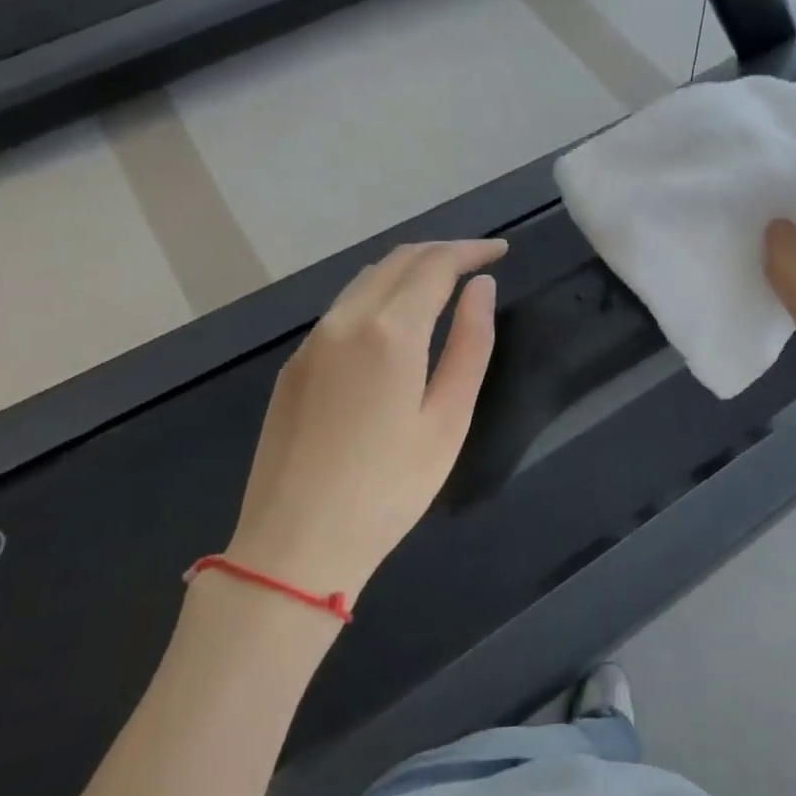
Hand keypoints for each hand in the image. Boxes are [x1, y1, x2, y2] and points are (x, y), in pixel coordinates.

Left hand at [226, 240, 506, 601]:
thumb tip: (481, 288)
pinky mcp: (294, 365)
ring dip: (408, 268)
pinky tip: (396, 319)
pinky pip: (342, 307)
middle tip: (478, 262)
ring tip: (444, 283)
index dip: (471, 250)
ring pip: (365, 279)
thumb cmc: (389, 489)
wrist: (294, 545)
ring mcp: (312, 341)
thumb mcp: (448, 419)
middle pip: (397, 260)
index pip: (435, 265)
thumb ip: (470, 344)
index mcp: (390, 331)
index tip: (501, 251)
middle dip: (442, 251)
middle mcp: (345, 321)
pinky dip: (379, 293)